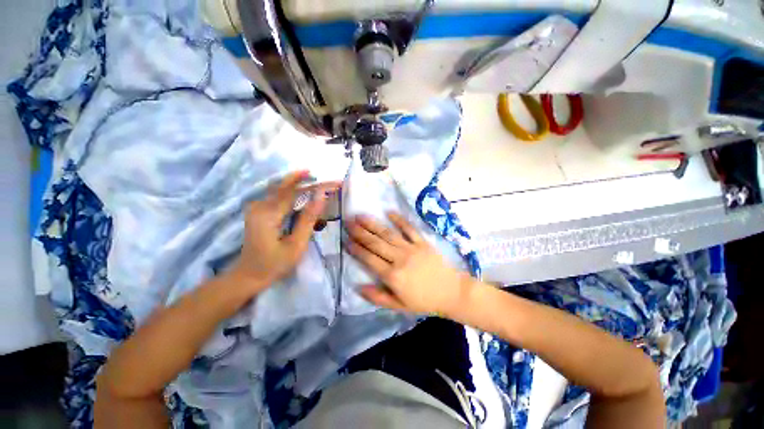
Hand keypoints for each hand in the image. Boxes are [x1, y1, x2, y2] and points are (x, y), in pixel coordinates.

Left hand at [232, 171, 339, 291]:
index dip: (318, 186)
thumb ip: (308, 219)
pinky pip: (279, 195)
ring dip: (302, 184)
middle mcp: (260, 205)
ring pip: (282, 188)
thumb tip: (321, 197)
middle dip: (311, 181)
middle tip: (331, 181)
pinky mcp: (259, 211)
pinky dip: (294, 192)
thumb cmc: (274, 264)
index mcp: (268, 214)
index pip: (297, 192)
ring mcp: (257, 207)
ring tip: (321, 182)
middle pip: (288, 185)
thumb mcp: (296, 245)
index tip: (336, 183)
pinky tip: (305, 191)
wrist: (248, 276)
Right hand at [346, 213, 470, 315]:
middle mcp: (399, 258)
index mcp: (392, 276)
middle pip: (375, 243)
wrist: (451, 292)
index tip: (346, 240)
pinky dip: (399, 220)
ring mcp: (411, 248)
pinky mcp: (422, 242)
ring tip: (361, 216)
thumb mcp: (399, 306)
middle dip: (360, 232)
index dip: (356, 249)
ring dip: (373, 224)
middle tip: (348, 222)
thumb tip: (358, 287)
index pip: (369, 259)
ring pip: (388, 234)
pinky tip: (389, 212)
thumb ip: (377, 297)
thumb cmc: (424, 301)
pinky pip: (409, 228)